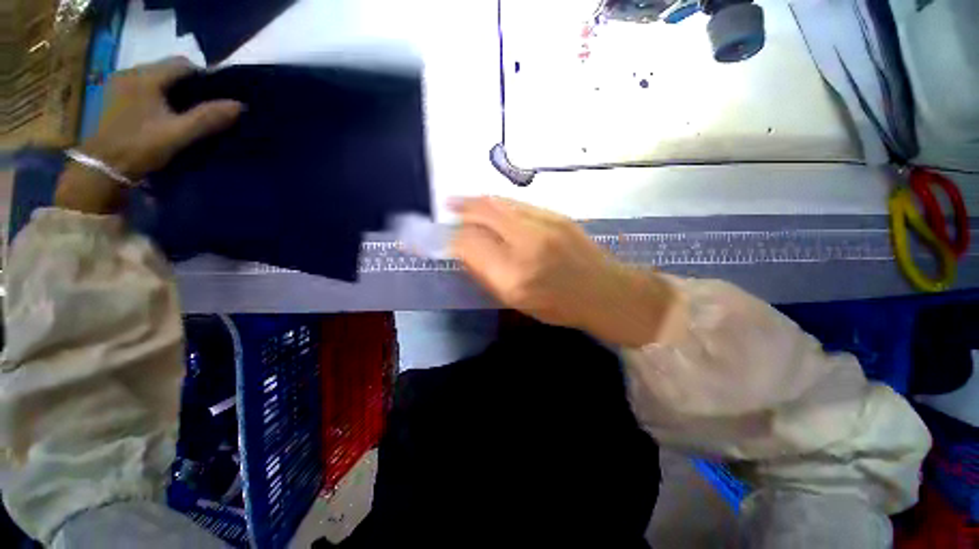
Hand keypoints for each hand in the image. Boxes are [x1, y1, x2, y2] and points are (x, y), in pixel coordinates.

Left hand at [55, 57, 241, 213]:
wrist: (101, 167)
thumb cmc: (139, 147)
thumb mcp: (178, 134)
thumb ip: (208, 118)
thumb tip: (240, 105)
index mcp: (145, 76)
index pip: (183, 64)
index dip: (204, 78)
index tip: (217, 98)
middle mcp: (131, 72)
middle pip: (168, 70)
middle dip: (189, 85)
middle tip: (205, 107)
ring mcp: (119, 84)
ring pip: (156, 79)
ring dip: (173, 91)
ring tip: (186, 112)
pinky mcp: (114, 97)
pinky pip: (144, 88)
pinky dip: (159, 96)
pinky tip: (164, 114)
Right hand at [451, 197, 677, 346]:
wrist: (605, 291)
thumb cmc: (560, 306)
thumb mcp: (517, 302)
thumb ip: (487, 275)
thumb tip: (464, 252)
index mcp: (514, 277)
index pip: (470, 246)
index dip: (450, 238)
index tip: (441, 237)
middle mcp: (527, 245)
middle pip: (483, 216)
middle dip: (460, 210)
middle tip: (446, 207)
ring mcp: (544, 225)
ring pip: (500, 204)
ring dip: (476, 201)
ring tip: (461, 201)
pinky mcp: (556, 215)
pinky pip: (517, 203)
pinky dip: (497, 202)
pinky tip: (489, 203)